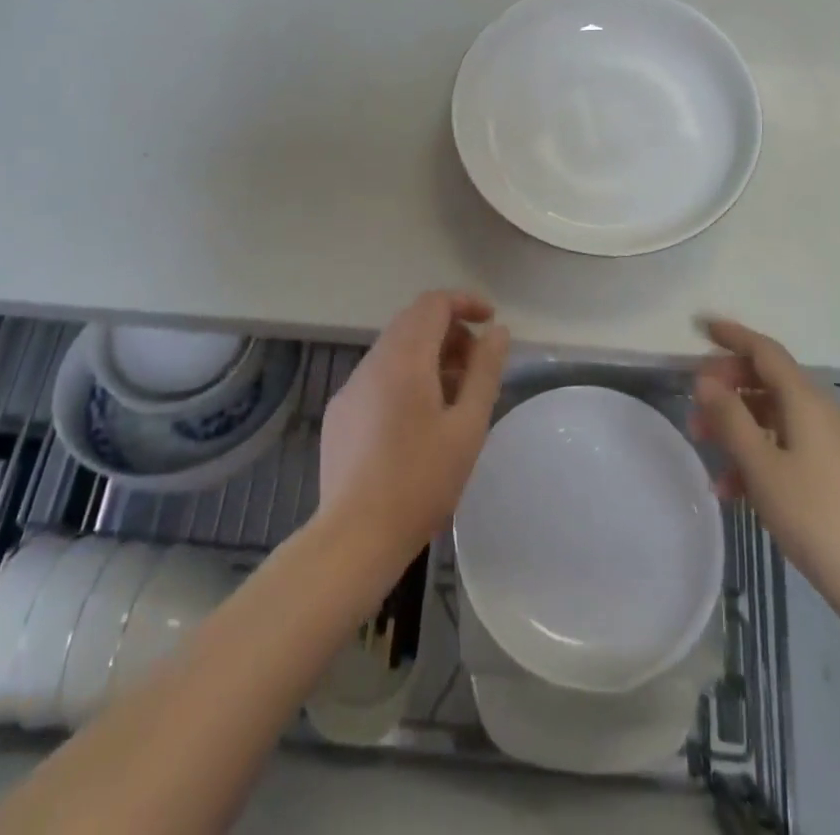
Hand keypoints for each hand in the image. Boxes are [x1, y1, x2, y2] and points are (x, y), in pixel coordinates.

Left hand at [319, 291, 509, 561]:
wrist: (354, 537)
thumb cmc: (421, 481)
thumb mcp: (468, 426)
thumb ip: (485, 371)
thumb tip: (498, 332)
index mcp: (405, 358)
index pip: (433, 303)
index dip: (465, 303)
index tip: (491, 322)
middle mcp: (373, 362)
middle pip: (413, 322)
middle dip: (451, 332)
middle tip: (478, 366)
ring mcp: (351, 387)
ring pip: (395, 350)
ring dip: (429, 356)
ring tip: (455, 397)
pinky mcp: (341, 413)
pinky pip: (378, 377)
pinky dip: (406, 377)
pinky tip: (419, 422)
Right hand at [693, 318, 839, 611]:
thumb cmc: (814, 516)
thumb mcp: (761, 465)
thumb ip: (730, 418)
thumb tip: (705, 380)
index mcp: (806, 400)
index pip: (764, 350)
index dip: (732, 335)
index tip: (699, 327)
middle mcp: (822, 411)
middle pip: (767, 380)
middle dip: (727, 388)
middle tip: (694, 406)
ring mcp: (832, 442)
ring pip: (774, 416)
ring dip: (737, 424)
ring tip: (705, 449)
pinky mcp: (835, 471)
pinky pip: (787, 444)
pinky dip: (757, 453)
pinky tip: (732, 488)